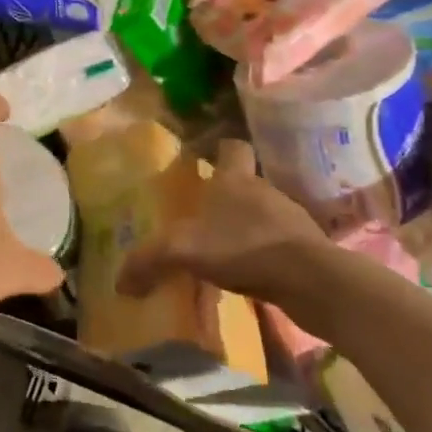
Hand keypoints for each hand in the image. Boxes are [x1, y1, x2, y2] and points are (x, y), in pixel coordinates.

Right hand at [117, 139, 328, 305]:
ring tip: (224, 251)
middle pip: (244, 183)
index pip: (232, 148)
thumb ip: (148, 261)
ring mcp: (290, 219)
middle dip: (226, 198)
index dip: (219, 150)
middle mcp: (264, 191)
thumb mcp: (184, 251)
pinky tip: (249, 275)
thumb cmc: (244, 247)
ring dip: (246, 228)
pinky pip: (278, 244)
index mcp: (236, 180)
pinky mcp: (307, 248)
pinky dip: (264, 254)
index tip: (205, 160)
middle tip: (202, 218)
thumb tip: (120, 283)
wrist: (311, 280)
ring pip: (262, 214)